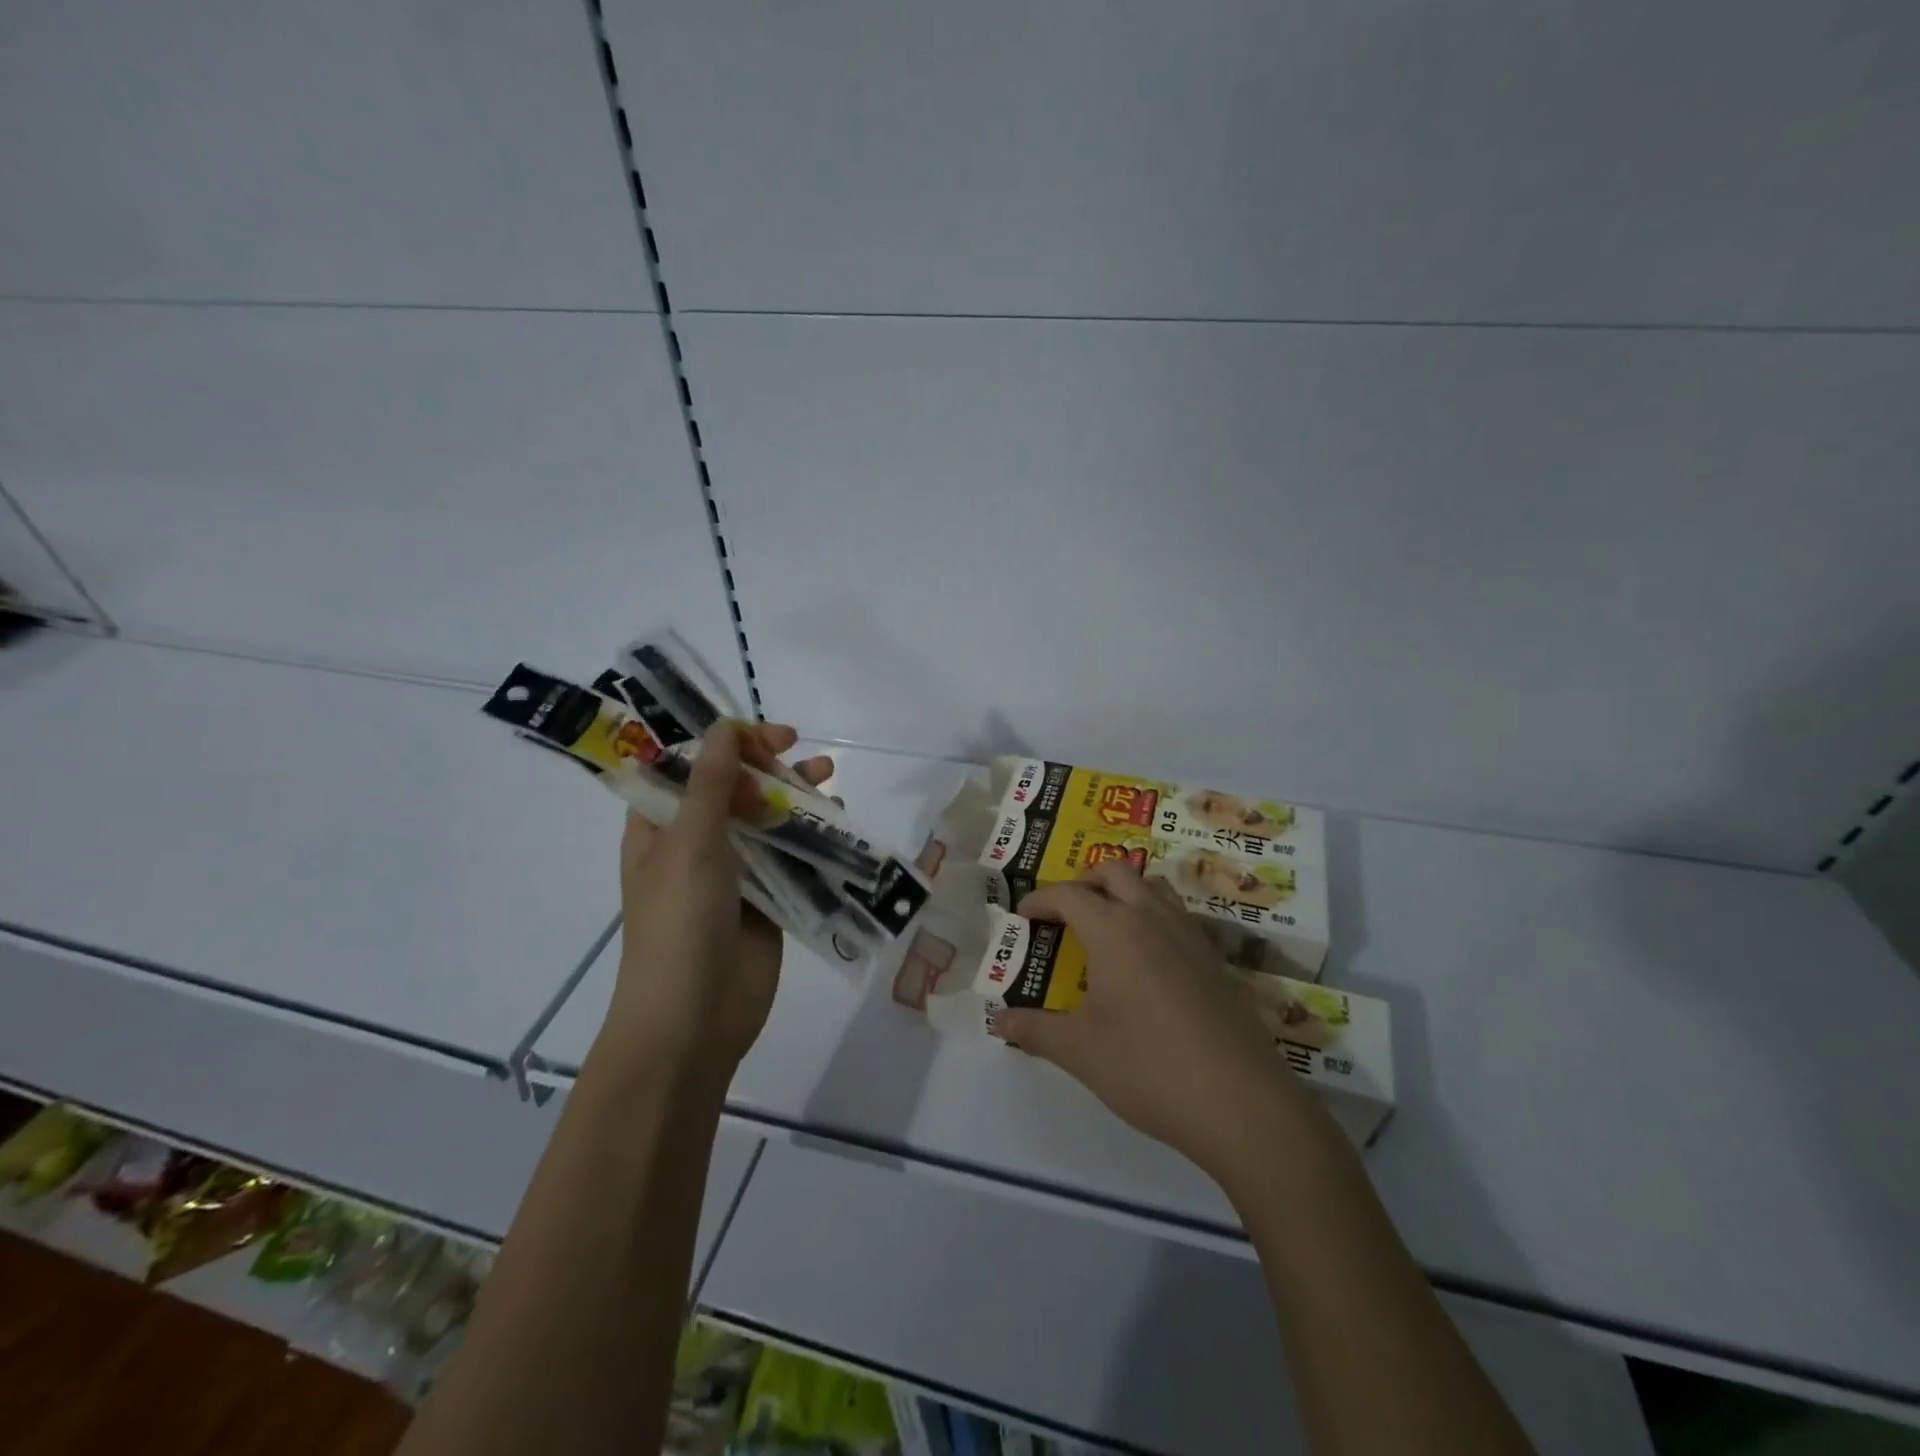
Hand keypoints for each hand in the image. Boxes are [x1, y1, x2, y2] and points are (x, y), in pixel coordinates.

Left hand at [598, 721, 833, 1086]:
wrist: (693, 1021)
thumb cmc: (678, 924)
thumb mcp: (690, 845)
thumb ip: (710, 784)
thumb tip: (724, 727)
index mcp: (659, 828)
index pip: (685, 767)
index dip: (721, 743)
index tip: (760, 734)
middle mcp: (694, 843)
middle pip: (732, 789)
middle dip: (765, 765)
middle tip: (798, 749)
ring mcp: (733, 872)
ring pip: (765, 820)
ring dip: (794, 796)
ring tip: (828, 778)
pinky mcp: (766, 898)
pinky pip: (790, 856)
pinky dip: (811, 836)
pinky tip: (836, 822)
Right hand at [991, 863, 1325, 1180]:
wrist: (1242, 1103)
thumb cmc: (1148, 1068)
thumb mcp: (1080, 1051)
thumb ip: (1035, 1031)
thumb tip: (998, 1023)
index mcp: (1115, 930)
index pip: (1069, 894)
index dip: (1041, 899)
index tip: (1023, 914)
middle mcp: (1153, 918)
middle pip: (1116, 872)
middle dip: (1084, 881)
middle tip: (1065, 911)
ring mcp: (1191, 936)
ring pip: (1154, 886)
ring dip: (1125, 891)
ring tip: (1107, 925)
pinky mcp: (1217, 960)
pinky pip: (1179, 917)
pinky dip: (1155, 918)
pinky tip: (1149, 962)